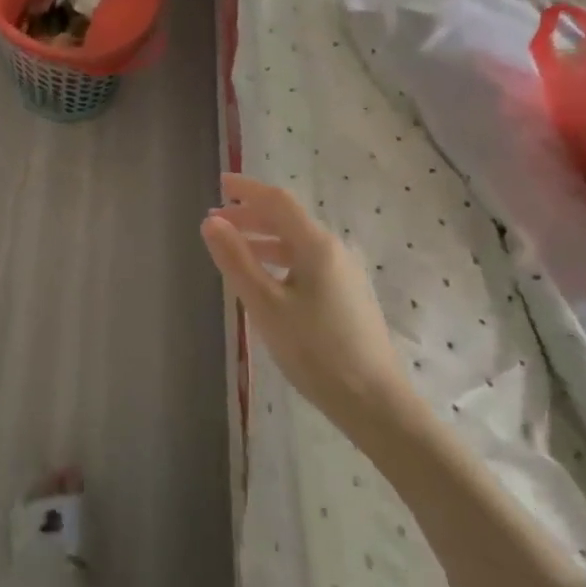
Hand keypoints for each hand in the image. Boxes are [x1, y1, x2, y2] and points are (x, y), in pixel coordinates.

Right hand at [201, 174, 417, 432]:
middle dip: (251, 215)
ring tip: (233, 249)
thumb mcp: (265, 305)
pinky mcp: (347, 296)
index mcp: (316, 245)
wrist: (375, 403)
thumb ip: (236, 260)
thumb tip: (210, 222)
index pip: (278, 201)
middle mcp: (333, 251)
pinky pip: (306, 262)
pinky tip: (264, 280)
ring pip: (296, 243)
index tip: (220, 183)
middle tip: (217, 221)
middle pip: (288, 220)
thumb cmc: (315, 350)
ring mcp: (344, 274)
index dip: (247, 189)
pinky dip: (278, 259)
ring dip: (263, 239)